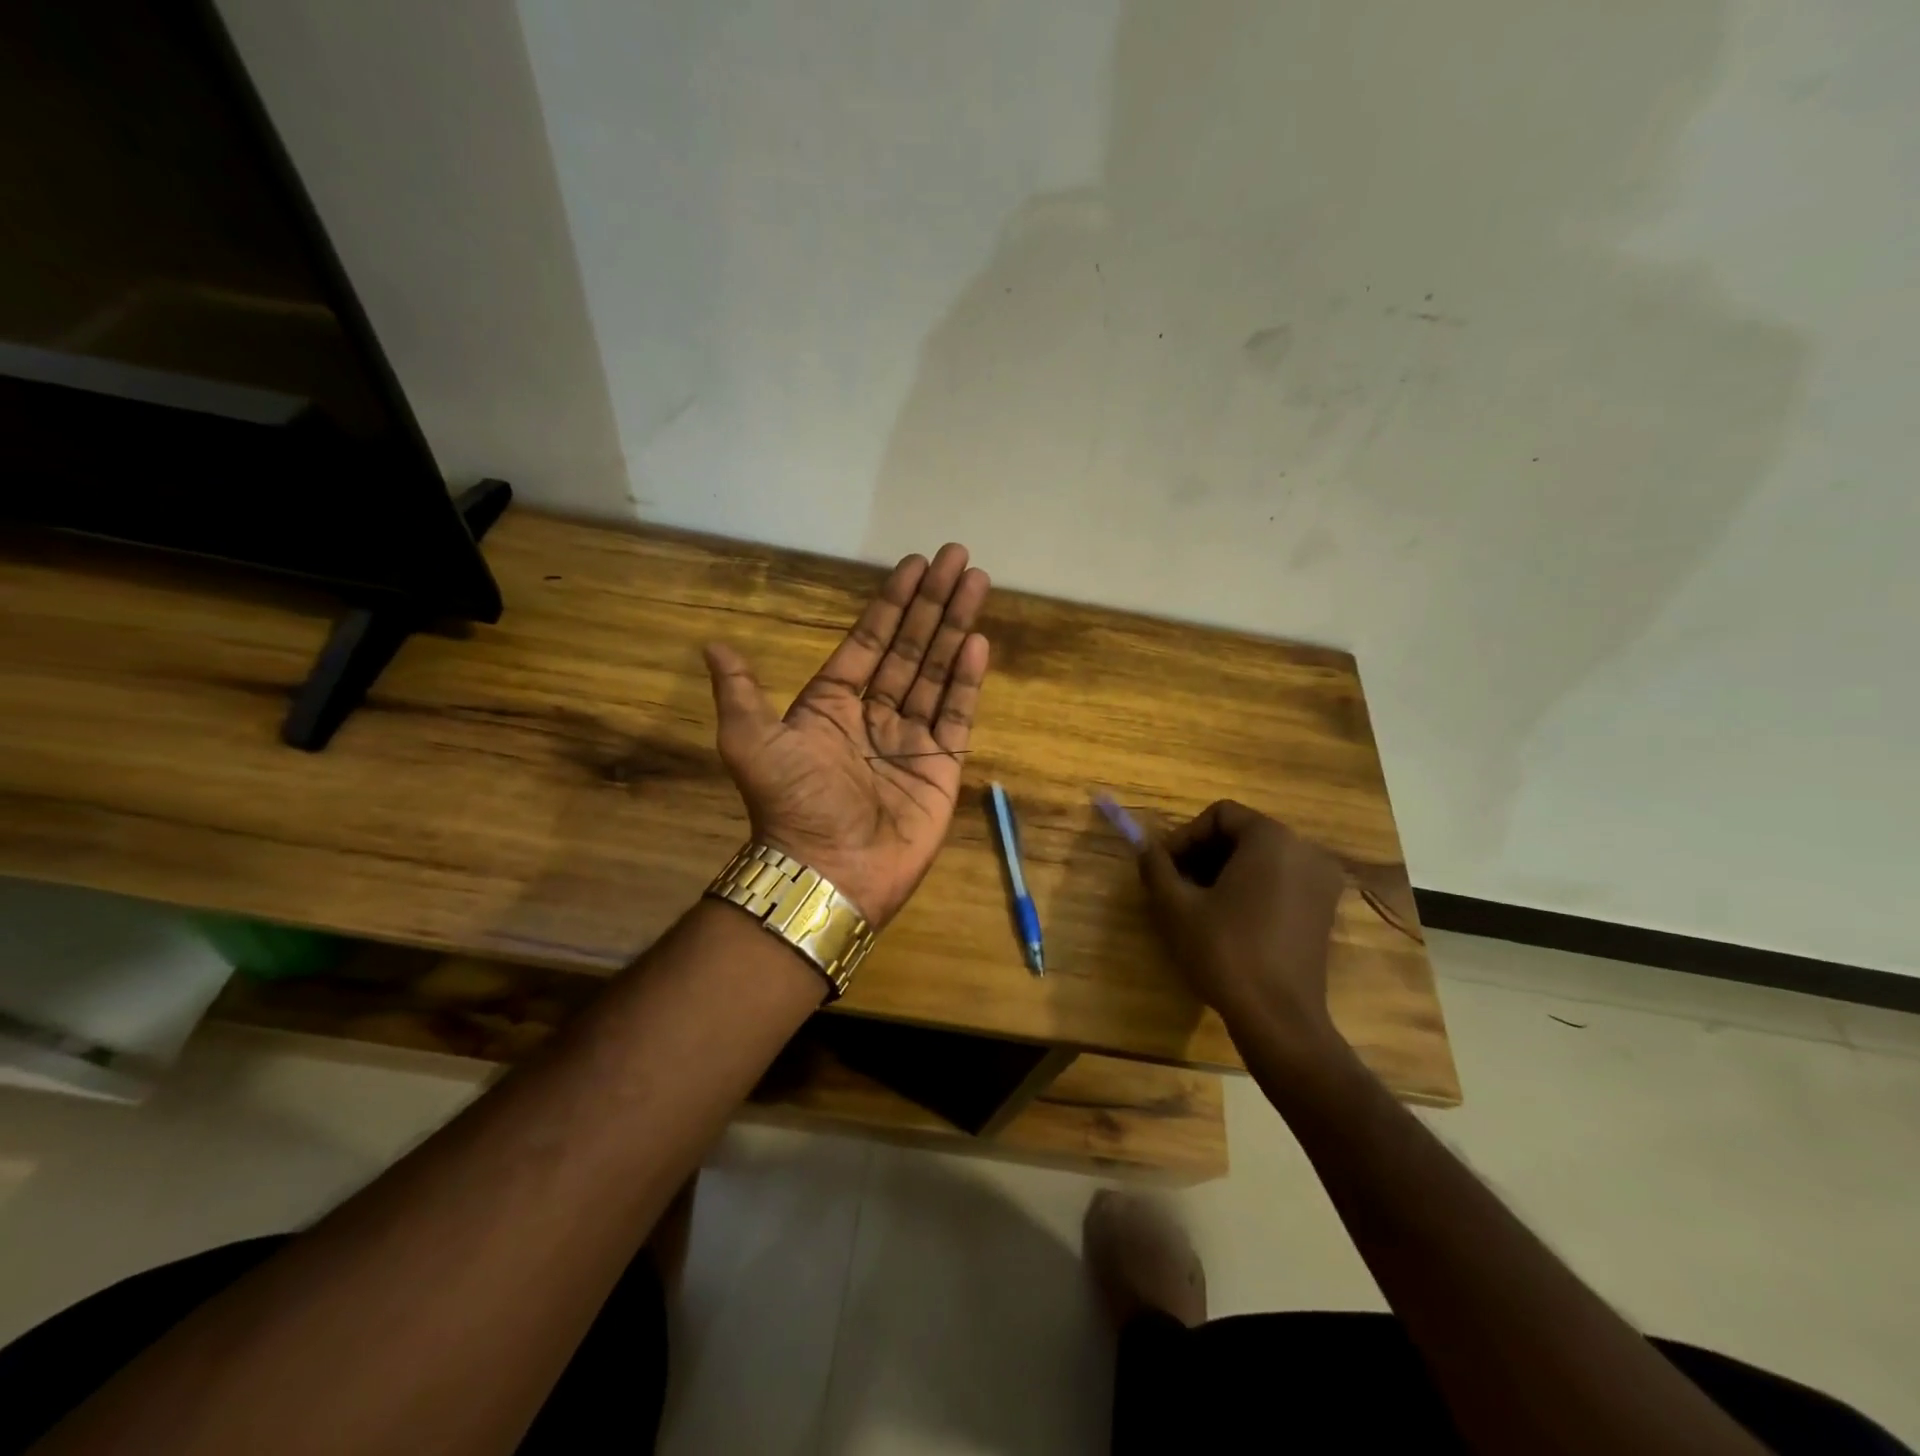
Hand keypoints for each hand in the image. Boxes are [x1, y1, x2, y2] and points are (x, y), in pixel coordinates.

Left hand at [703, 544, 990, 927]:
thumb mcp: (750, 741)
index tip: (915, 565)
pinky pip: (957, 713)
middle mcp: (874, 715)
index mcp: (832, 704)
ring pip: (937, 671)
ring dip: (956, 627)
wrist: (828, 870)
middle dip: (933, 601)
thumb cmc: (792, 802)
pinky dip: (967, 678)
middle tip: (958, 557)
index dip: (891, 603)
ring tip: (977, 583)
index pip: (869, 641)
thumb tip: (713, 646)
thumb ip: (740, 691)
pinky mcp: (941, 765)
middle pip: (909, 646)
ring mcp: (911, 739)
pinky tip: (978, 641)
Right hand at [1139, 801, 1348, 1059]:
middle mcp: (1305, 850)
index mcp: (1272, 839)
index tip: (1165, 868)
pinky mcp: (1324, 910)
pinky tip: (1229, 920)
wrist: (1279, 1018)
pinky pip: (1280, 880)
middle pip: (1242, 833)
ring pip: (1261, 858)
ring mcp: (1321, 881)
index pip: (1220, 815)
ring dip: (1224, 872)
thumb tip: (1145, 848)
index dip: (1185, 836)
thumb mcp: (1176, 907)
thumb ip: (1156, 867)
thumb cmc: (1225, 952)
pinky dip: (1251, 888)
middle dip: (1203, 854)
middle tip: (1176, 886)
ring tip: (1198, 905)